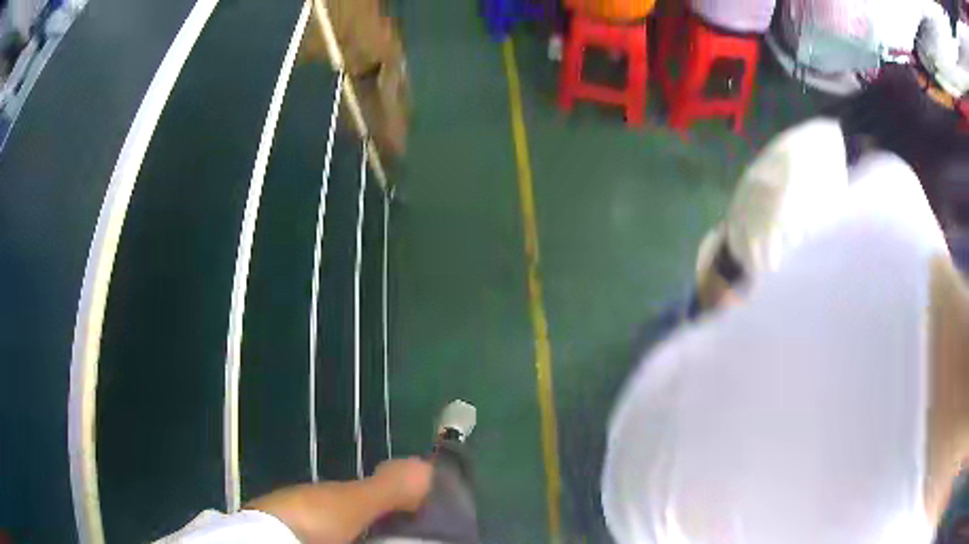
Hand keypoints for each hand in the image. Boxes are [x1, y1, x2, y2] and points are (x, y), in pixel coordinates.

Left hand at [373, 457, 433, 512]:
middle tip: (414, 487)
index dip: (430, 480)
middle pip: (418, 467)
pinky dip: (392, 474)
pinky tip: (390, 484)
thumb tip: (425, 495)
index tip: (427, 488)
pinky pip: (392, 468)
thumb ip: (426, 496)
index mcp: (427, 469)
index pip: (432, 472)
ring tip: (401, 486)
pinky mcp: (385, 462)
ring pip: (404, 466)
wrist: (383, 493)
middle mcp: (414, 461)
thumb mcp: (422, 502)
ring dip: (404, 473)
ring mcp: (398, 460)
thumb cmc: (406, 499)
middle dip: (416, 475)